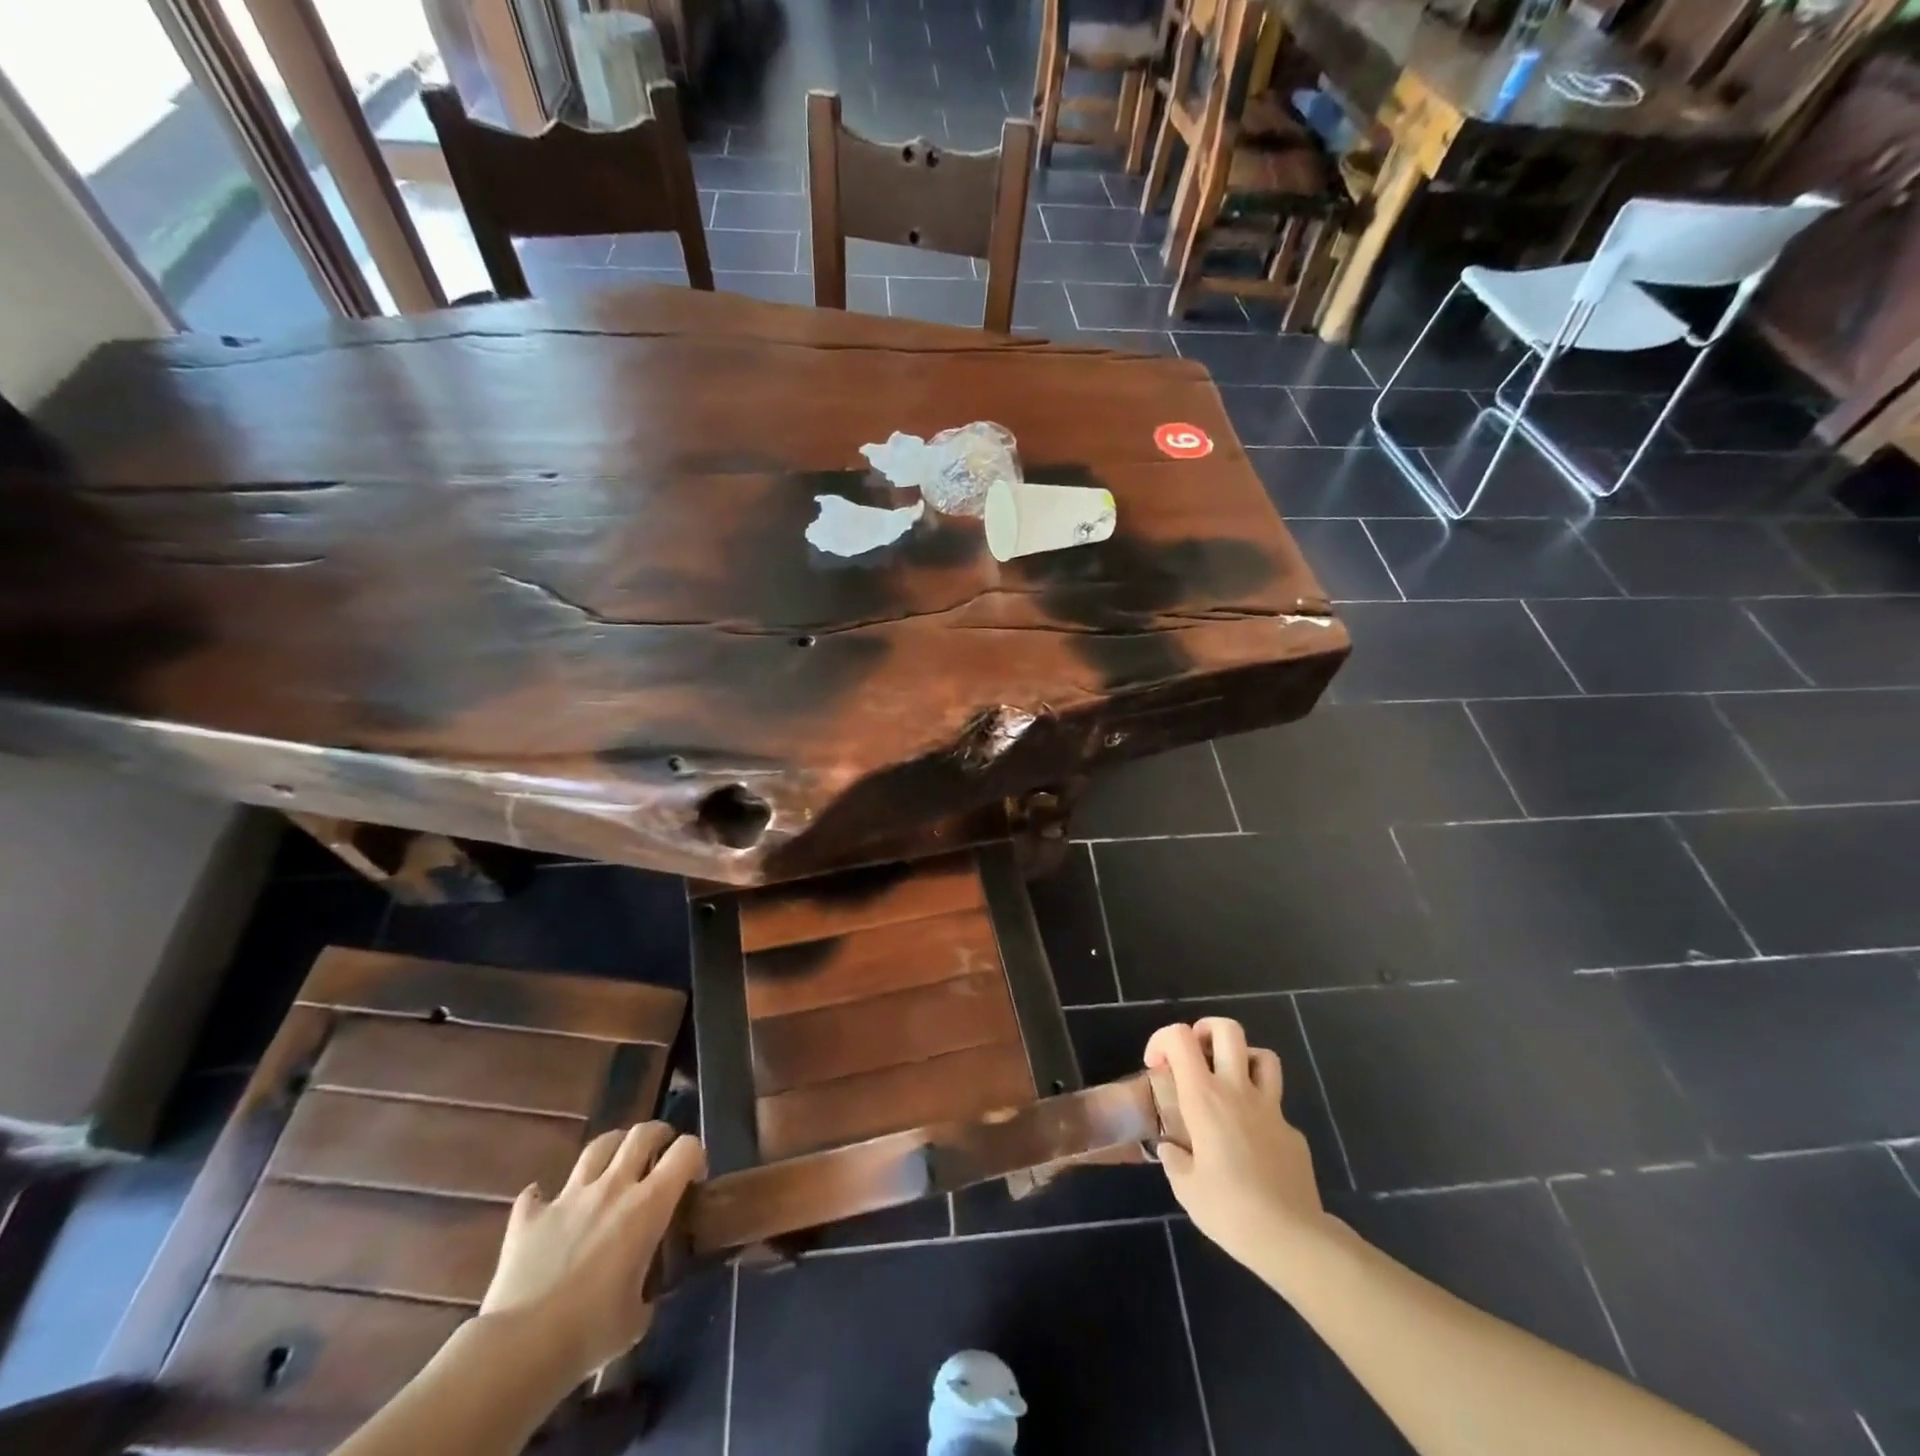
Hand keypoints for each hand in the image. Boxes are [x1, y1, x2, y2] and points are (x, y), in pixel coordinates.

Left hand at [479, 1122, 704, 1384]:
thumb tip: (642, 1293)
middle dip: (657, 1136)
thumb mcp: (637, 1317)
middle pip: (642, 1133)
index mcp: (648, 1205)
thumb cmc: (590, 1334)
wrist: (519, 1350)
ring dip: (612, 1149)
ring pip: (597, 1147)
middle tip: (659, 1154)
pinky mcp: (529, 1218)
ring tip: (614, 1165)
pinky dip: (545, 1198)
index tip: (693, 1179)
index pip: (685, 1150)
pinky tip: (547, 1209)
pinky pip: (537, 1194)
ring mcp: (568, 1197)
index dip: (694, 1156)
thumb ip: (646, 1290)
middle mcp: (612, 1188)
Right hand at [1145, 1018, 1328, 1280]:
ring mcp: (1271, 1109)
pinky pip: (1275, 1106)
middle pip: (1228, 1030)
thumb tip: (1171, 1148)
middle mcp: (1238, 1091)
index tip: (1157, 1067)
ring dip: (1242, 1059)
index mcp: (1204, 1098)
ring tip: (1227, 1082)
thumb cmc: (1230, 1210)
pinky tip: (1252, 1143)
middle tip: (1195, 1055)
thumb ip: (1175, 1160)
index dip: (1163, 1040)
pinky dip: (1260, 1111)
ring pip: (1263, 1056)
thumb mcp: (1186, 1189)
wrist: (1292, 1239)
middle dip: (1206, 1030)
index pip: (1180, 1038)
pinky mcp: (1293, 1132)